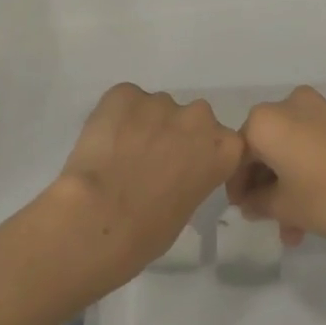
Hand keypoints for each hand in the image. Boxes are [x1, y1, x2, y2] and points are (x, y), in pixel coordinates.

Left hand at [36, 84, 245, 302]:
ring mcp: (160, 101)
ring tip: (119, 154)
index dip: (198, 153)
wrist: (101, 216)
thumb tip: (170, 173)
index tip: (181, 169)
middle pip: (190, 119)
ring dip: (142, 125)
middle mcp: (198, 117)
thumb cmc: (149, 231)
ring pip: (154, 109)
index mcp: (224, 148)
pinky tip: (102, 142)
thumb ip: (190, 178)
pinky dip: (114, 117)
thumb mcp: (187, 207)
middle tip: (149, 161)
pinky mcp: (124, 93)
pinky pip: (123, 101)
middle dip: (173, 134)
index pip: (220, 142)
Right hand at [227, 86, 325, 249]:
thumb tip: (250, 202)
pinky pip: (313, 146)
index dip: (237, 187)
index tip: (245, 213)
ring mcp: (322, 111)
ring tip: (297, 228)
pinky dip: (308, 173)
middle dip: (265, 187)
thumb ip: (258, 202)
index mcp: (265, 121)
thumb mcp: (287, 207)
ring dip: (288, 186)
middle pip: (264, 149)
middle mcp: (290, 106)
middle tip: (270, 222)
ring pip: (290, 150)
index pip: (237, 155)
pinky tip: (317, 208)